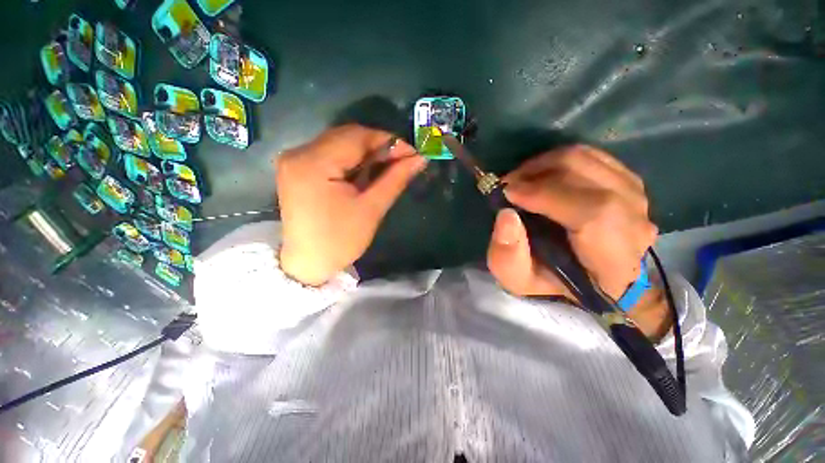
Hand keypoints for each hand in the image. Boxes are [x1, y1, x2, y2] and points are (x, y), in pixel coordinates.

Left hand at [276, 125, 426, 285]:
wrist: (308, 264)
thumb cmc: (340, 241)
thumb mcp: (371, 209)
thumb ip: (395, 179)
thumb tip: (419, 159)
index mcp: (313, 164)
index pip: (357, 137)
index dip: (389, 141)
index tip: (412, 153)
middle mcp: (298, 153)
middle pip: (346, 136)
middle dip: (378, 146)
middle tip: (403, 161)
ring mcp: (294, 159)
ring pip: (339, 143)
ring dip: (367, 153)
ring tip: (389, 166)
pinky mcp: (297, 168)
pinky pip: (330, 154)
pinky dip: (353, 160)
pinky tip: (368, 171)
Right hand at [486, 145, 668, 337]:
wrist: (589, 278)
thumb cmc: (554, 282)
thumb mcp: (519, 280)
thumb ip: (508, 255)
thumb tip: (506, 214)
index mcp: (612, 259)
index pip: (593, 211)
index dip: (547, 194)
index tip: (509, 193)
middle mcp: (634, 223)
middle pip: (587, 173)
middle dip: (537, 172)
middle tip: (508, 185)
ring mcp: (636, 198)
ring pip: (587, 159)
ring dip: (544, 164)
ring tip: (521, 179)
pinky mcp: (628, 183)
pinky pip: (591, 156)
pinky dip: (559, 161)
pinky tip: (541, 175)